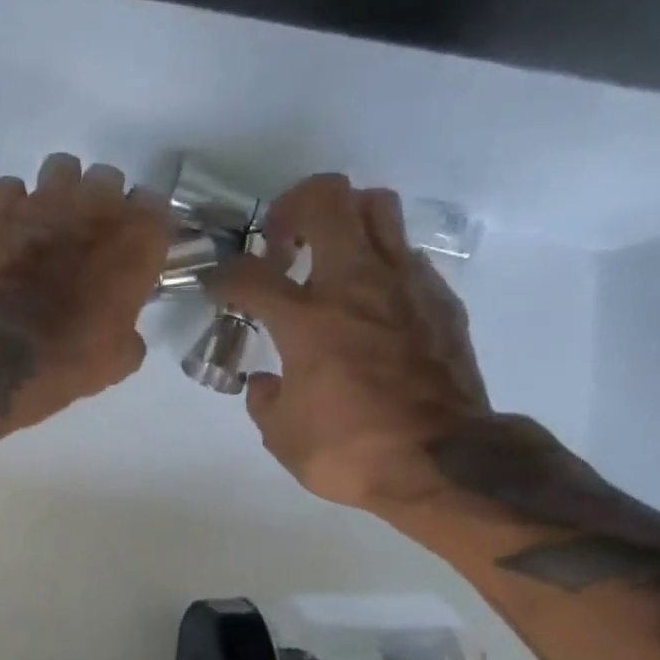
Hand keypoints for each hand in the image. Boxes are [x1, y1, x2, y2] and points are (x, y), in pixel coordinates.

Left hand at [0, 153, 168, 424]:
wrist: (6, 349)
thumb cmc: (76, 355)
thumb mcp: (121, 358)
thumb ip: (130, 332)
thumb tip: (124, 334)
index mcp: (139, 236)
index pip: (156, 205)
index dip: (143, 226)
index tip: (133, 247)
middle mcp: (98, 204)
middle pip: (108, 179)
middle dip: (101, 203)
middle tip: (89, 237)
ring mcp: (46, 199)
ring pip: (61, 169)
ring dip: (59, 191)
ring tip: (50, 224)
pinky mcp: (1, 208)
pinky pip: (10, 189)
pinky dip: (12, 206)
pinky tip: (11, 230)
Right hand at [211, 174, 491, 511]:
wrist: (441, 461)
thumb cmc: (350, 451)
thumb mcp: (283, 437)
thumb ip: (265, 400)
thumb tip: (266, 382)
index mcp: (306, 320)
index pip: (249, 274)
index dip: (223, 275)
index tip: (218, 288)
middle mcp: (353, 284)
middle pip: (325, 199)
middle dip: (292, 210)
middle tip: (281, 247)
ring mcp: (403, 284)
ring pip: (376, 206)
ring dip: (344, 221)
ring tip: (329, 259)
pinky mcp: (438, 298)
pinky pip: (405, 253)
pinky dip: (379, 264)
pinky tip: (370, 303)